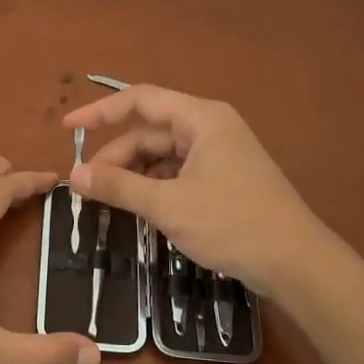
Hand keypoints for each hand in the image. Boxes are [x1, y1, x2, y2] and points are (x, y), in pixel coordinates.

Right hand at [63, 85, 328, 297]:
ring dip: (135, 175)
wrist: (296, 263)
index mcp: (201, 119)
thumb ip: (119, 186)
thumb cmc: (233, 224)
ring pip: (163, 155)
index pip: (140, 100)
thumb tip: (75, 174)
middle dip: (117, 157)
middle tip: (88, 188)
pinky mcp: (224, 179)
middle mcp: (210, 128)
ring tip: (111, 203)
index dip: (99, 112)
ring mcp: (220, 154)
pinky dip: (155, 188)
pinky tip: (142, 211)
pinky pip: (178, 173)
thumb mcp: (168, 206)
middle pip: (150, 132)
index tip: (66, 129)